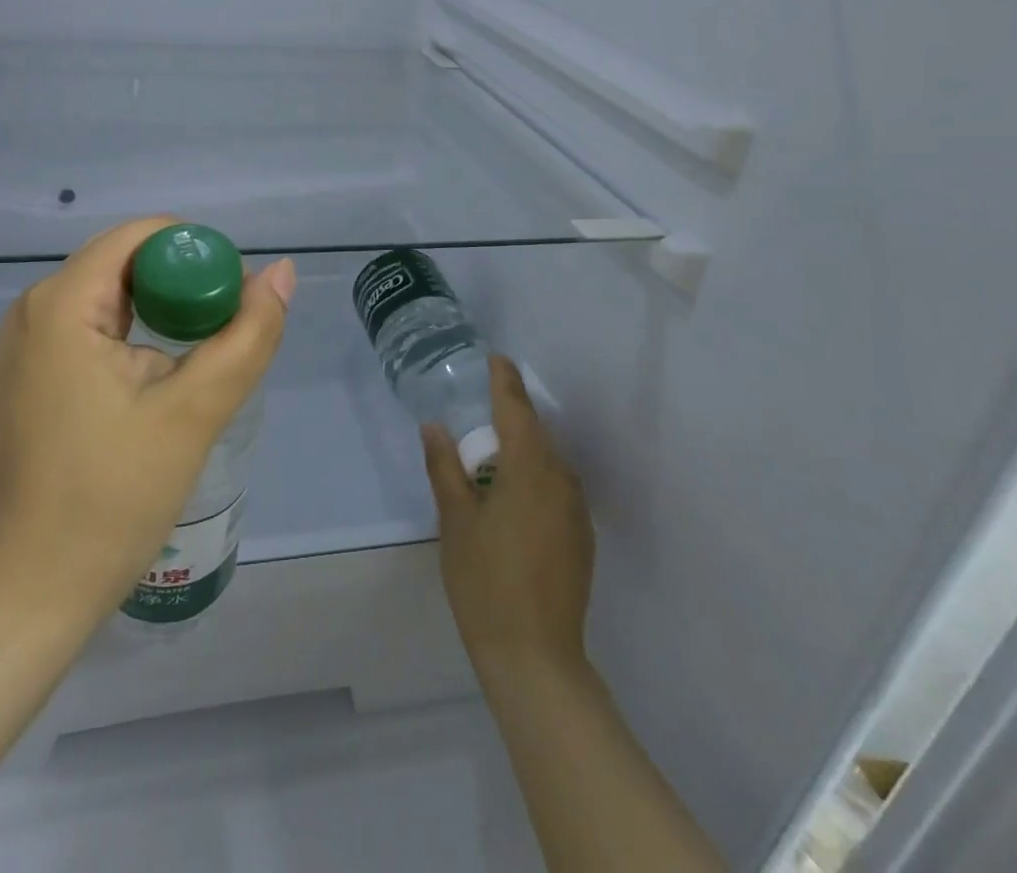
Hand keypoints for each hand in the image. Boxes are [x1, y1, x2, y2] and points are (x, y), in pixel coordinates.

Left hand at [0, 217, 294, 631]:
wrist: (35, 589)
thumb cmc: (112, 497)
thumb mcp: (194, 411)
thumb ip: (247, 335)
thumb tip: (281, 272)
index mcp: (61, 303)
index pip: (140, 236)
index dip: (196, 250)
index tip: (234, 292)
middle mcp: (34, 308)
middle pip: (125, 262)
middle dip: (183, 283)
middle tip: (228, 327)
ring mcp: (26, 342)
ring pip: (111, 295)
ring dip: (163, 311)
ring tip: (204, 353)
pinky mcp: (31, 373)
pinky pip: (92, 326)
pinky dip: (136, 334)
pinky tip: (164, 374)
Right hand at [423, 355, 594, 677]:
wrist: (536, 658)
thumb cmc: (485, 580)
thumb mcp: (455, 520)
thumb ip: (444, 467)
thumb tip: (434, 427)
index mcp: (529, 468)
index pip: (516, 408)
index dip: (505, 380)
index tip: (495, 357)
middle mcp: (560, 480)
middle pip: (534, 433)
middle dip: (509, 416)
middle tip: (478, 409)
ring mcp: (576, 510)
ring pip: (547, 461)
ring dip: (521, 449)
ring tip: (489, 457)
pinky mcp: (581, 537)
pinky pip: (555, 488)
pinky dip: (533, 477)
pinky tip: (511, 498)